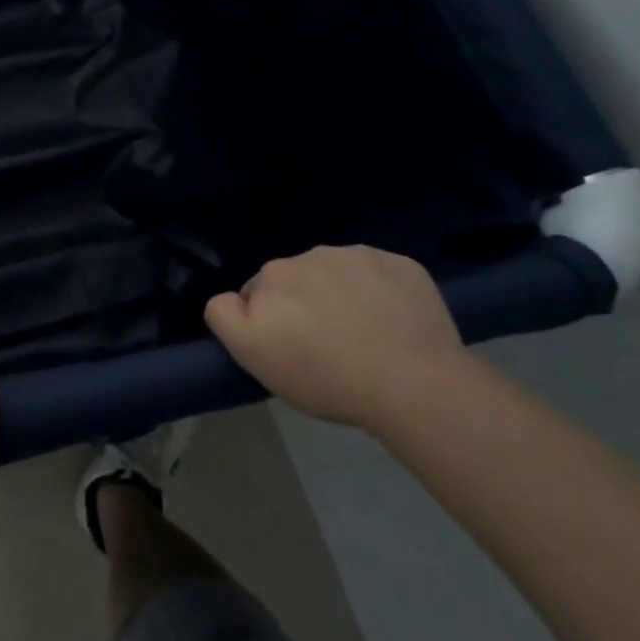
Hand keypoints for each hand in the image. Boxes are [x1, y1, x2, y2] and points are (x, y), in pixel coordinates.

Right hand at [204, 246, 469, 430]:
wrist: (414, 387)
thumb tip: (229, 297)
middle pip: (298, 279)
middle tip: (326, 347)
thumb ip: (224, 315)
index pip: (258, 291)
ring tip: (364, 337)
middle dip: (304, 303)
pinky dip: (381, 293)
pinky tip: (393, 324)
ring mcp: (360, 255)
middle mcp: (311, 253)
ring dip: (341, 295)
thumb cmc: (325, 376)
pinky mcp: (403, 265)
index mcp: (273, 273)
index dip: (269, 321)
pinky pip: (381, 275)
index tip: (289, 349)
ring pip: (338, 274)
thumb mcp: (253, 356)